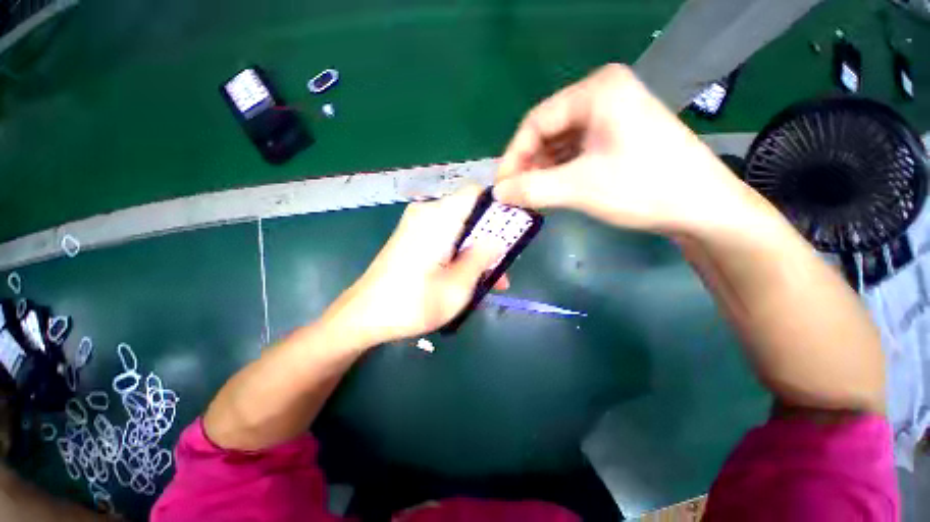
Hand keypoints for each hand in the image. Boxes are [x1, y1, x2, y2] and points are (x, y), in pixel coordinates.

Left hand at [324, 187, 508, 346]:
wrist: (362, 316)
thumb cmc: (412, 304)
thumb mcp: (457, 286)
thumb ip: (481, 258)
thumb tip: (498, 239)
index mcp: (438, 218)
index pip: (475, 193)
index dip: (497, 207)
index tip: (510, 232)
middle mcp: (426, 213)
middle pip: (469, 214)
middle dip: (488, 239)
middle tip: (500, 270)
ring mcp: (416, 225)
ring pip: (458, 229)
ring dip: (474, 251)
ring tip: (486, 282)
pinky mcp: (410, 237)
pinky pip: (444, 237)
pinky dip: (458, 253)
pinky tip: (463, 278)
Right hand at [494, 64, 746, 233]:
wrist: (703, 207)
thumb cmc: (644, 189)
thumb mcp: (579, 188)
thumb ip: (531, 189)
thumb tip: (497, 192)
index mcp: (596, 91)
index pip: (536, 121)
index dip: (514, 156)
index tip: (502, 187)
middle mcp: (602, 94)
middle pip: (547, 131)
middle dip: (528, 165)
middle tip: (516, 195)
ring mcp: (610, 115)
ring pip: (559, 144)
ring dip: (542, 171)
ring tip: (531, 196)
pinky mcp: (615, 136)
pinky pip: (574, 152)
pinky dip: (558, 172)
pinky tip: (552, 190)